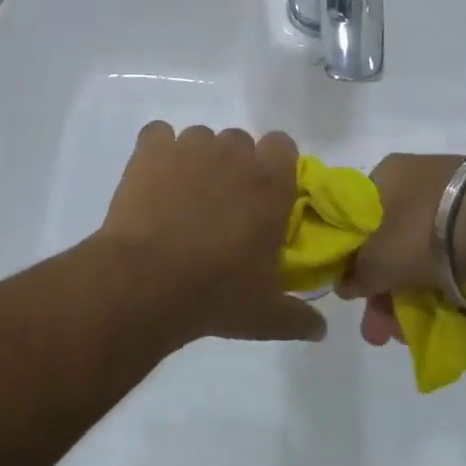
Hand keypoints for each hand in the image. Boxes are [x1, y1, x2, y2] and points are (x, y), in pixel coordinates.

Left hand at [92, 122, 324, 345]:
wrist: (144, 283)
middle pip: (239, 142)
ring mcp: (190, 148)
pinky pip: (158, 135)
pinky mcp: (151, 151)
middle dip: (233, 166)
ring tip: (182, 198)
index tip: (264, 194)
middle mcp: (233, 154)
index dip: (274, 165)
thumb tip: (320, 330)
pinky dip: (157, 152)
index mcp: (270, 183)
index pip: (282, 145)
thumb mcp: (265, 316)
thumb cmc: (215, 294)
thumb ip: (299, 318)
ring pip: (200, 138)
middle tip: (222, 206)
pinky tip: (153, 180)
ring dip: (197, 160)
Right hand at [338, 154, 465, 346]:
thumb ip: (357, 276)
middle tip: (382, 335)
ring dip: (413, 296)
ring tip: (412, 337)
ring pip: (423, 255)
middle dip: (383, 293)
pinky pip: (456, 258)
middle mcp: (416, 181)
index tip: (355, 299)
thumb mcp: (379, 260)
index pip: (354, 221)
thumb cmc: (431, 232)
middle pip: (388, 244)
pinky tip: (446, 314)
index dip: (350, 262)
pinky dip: (447, 286)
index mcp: (384, 177)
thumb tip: (345, 284)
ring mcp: (455, 199)